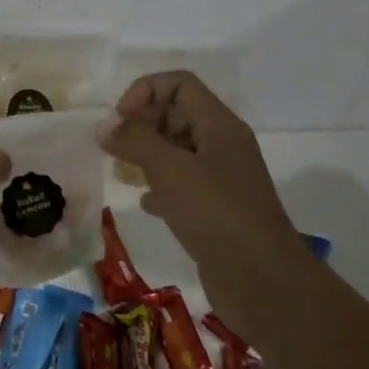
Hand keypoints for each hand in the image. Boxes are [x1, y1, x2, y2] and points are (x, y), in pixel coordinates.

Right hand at [99, 72, 304, 331]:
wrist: (265, 284)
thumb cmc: (217, 215)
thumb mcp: (170, 171)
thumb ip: (135, 141)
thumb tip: (104, 125)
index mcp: (219, 125)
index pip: (179, 84)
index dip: (145, 91)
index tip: (120, 119)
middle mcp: (222, 145)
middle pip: (177, 113)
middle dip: (143, 122)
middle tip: (115, 146)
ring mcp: (222, 179)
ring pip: (178, 150)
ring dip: (148, 153)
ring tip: (121, 170)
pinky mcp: (217, 210)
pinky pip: (183, 184)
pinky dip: (160, 186)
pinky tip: (145, 203)